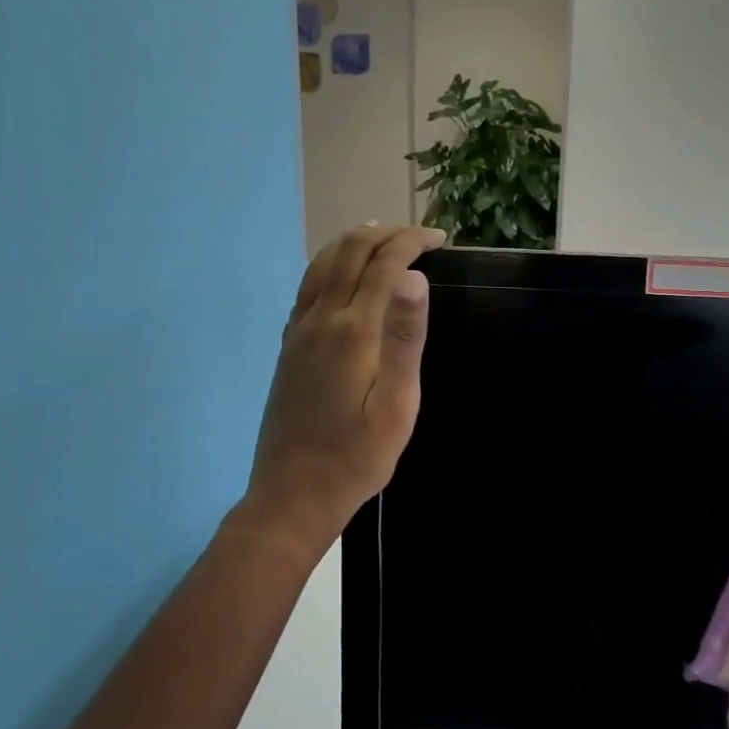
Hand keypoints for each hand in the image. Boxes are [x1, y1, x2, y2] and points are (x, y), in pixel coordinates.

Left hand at [239, 224, 444, 563]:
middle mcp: (320, 320)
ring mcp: (298, 331)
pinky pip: (308, 286)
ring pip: (323, 264)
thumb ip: (405, 339)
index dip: (411, 243)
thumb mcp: (396, 405)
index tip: (439, 239)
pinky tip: (345, 274)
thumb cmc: (357, 456)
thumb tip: (413, 278)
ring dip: (355, 242)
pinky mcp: (289, 346)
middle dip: (386, 234)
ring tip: (385, 239)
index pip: (383, 265)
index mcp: (352, 332)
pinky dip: (332, 263)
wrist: (293, 494)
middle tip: (419, 236)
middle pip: (349, 253)